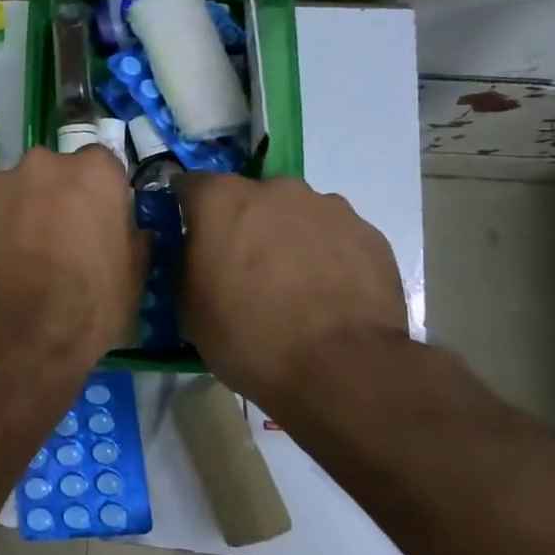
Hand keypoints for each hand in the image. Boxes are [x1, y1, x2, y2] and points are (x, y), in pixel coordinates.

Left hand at [0, 146, 145, 394]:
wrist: (13, 338)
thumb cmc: (86, 306)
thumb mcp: (133, 277)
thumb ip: (130, 238)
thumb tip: (128, 230)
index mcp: (91, 173)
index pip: (100, 165)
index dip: (98, 194)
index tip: (95, 221)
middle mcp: (41, 165)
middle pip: (50, 174)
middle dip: (53, 198)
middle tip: (55, 241)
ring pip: (11, 193)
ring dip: (16, 214)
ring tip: (17, 260)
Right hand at [176, 174, 406, 414]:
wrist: (343, 368)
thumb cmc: (248, 336)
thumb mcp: (189, 309)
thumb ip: (185, 268)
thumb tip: (193, 258)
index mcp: (220, 200)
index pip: (189, 185)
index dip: (185, 210)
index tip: (188, 237)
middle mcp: (273, 189)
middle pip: (247, 197)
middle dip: (240, 224)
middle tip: (241, 268)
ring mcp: (327, 207)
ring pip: (293, 213)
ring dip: (285, 236)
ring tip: (291, 284)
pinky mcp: (368, 233)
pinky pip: (333, 235)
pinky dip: (325, 254)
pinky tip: (326, 293)